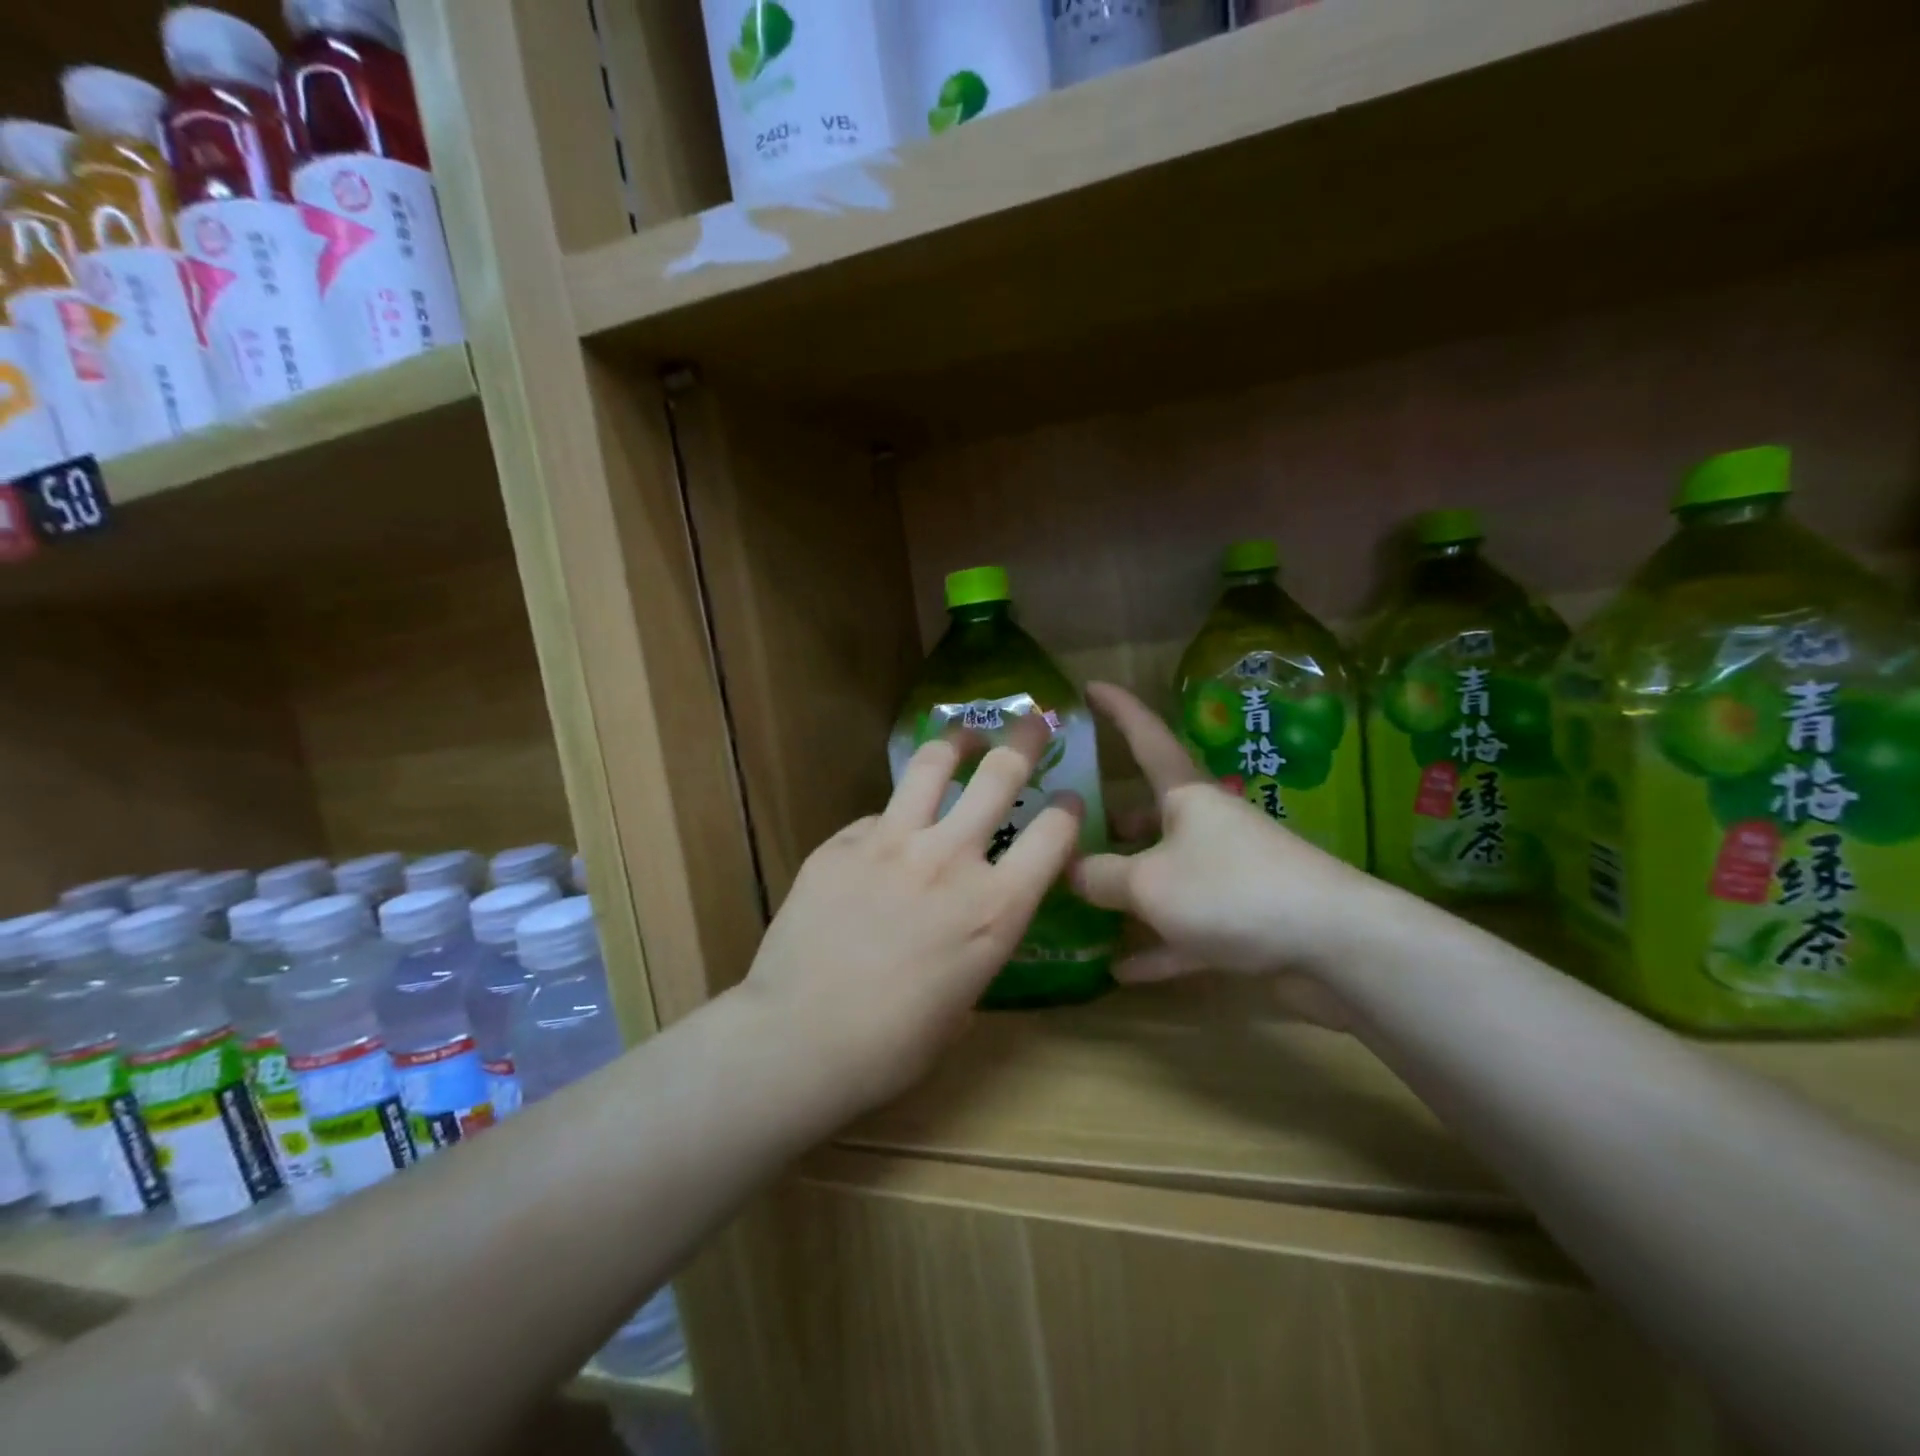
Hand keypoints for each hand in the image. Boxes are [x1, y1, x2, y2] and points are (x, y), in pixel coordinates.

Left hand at [739, 714, 1081, 1115]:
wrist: (801, 1040)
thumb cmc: (893, 1044)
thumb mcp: (964, 999)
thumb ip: (976, 941)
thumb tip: (969, 917)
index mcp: (995, 908)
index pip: (1053, 835)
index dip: (1067, 810)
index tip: (1067, 799)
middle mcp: (950, 860)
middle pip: (999, 774)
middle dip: (1024, 740)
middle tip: (1032, 722)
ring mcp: (891, 843)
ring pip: (930, 766)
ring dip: (955, 744)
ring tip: (962, 738)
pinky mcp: (840, 844)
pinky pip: (874, 817)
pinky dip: (889, 820)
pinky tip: (883, 837)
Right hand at [1072, 683, 1386, 1018]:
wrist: (1334, 946)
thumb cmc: (1230, 890)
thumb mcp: (1149, 882)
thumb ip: (1100, 875)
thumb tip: (1067, 869)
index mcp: (1187, 796)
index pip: (1146, 737)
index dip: (1117, 710)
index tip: (1090, 686)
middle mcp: (1207, 827)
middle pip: (1152, 813)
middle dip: (1114, 819)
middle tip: (1069, 828)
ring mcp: (1227, 876)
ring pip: (1166, 874)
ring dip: (1128, 888)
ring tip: (1082, 898)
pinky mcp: (1242, 923)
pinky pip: (1185, 930)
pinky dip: (1156, 946)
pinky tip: (1122, 969)